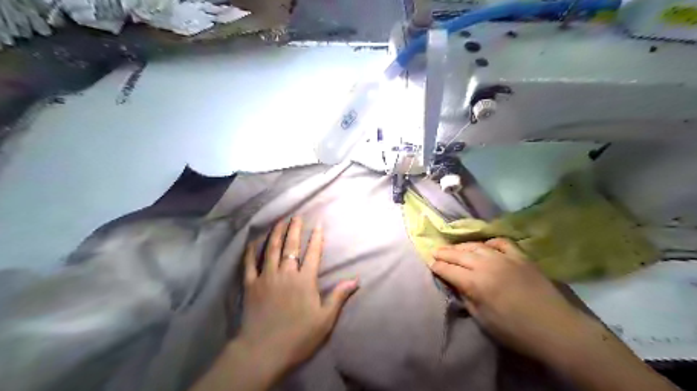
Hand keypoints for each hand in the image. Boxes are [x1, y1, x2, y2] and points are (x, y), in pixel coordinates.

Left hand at [239, 217, 359, 371]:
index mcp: (305, 280)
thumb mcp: (325, 319)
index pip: (313, 253)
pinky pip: (250, 264)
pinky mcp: (250, 285)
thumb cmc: (298, 336)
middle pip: (291, 246)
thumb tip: (356, 280)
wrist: (263, 351)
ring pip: (271, 249)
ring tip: (279, 222)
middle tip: (296, 216)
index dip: (316, 238)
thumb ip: (338, 296)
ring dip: (276, 234)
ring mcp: (266, 277)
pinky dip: (252, 251)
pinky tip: (253, 242)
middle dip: (295, 229)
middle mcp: (286, 273)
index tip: (318, 224)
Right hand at [434, 237, 582, 361]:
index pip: (448, 270)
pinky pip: (500, 243)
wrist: (556, 328)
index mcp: (476, 283)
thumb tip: (455, 283)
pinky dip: (489, 243)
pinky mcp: (520, 256)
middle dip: (444, 253)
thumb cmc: (515, 331)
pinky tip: (484, 247)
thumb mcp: (483, 319)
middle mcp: (487, 265)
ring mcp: (505, 258)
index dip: (437, 267)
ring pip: (476, 246)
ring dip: (462, 246)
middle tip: (434, 251)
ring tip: (453, 247)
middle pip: (459, 254)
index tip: (429, 264)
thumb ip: (466, 297)